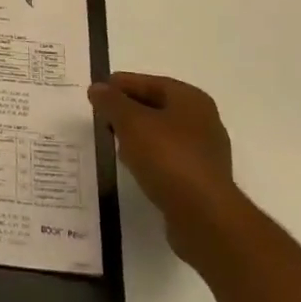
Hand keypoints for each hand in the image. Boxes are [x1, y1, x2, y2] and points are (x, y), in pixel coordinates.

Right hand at [89, 72, 239, 263]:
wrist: (205, 218)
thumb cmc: (168, 158)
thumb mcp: (132, 123)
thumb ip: (112, 102)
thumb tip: (97, 88)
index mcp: (190, 99)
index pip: (149, 83)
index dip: (120, 85)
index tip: (96, 93)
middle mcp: (202, 121)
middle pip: (157, 107)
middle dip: (128, 111)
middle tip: (101, 117)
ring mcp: (204, 153)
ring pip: (162, 135)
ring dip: (137, 136)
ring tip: (112, 142)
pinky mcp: (200, 181)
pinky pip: (168, 160)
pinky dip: (149, 158)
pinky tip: (133, 167)